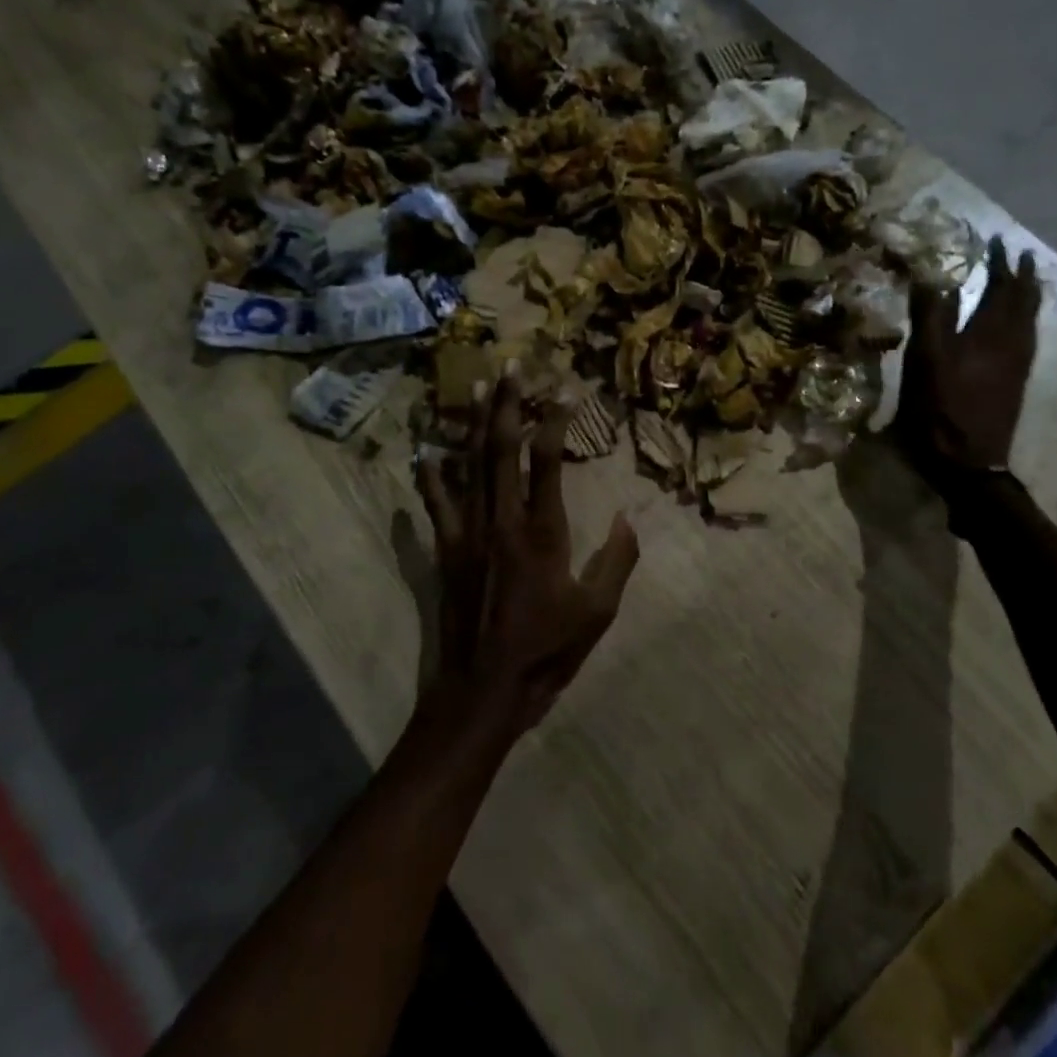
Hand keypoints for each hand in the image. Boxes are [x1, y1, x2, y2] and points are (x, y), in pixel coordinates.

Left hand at [416, 372, 639, 731]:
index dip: (555, 421)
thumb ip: (617, 561)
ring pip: (470, 466)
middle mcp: (502, 520)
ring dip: (475, 425)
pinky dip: (431, 476)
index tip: (564, 392)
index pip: (546, 461)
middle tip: (511, 368)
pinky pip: (436, 504)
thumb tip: (631, 518)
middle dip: (509, 405)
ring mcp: (468, 532)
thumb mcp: (597, 612)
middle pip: (502, 449)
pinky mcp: (446, 550)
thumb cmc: (546, 651)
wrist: (484, 688)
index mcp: (542, 531)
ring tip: (478, 389)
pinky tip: (426, 451)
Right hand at [896, 235, 1041, 483]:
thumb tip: (933, 276)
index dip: (998, 262)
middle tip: (1018, 255)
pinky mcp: (1016, 381)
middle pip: (1023, 301)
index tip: (996, 239)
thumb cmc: (941, 408)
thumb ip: (931, 317)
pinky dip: (1026, 319)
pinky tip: (1019, 325)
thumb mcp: (926, 360)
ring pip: (1030, 320)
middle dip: (1020, 276)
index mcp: (989, 333)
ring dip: (1027, 296)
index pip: (1000, 287)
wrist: (969, 461)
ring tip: (1024, 281)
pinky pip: (1028, 337)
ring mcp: (1017, 364)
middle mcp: (1012, 343)